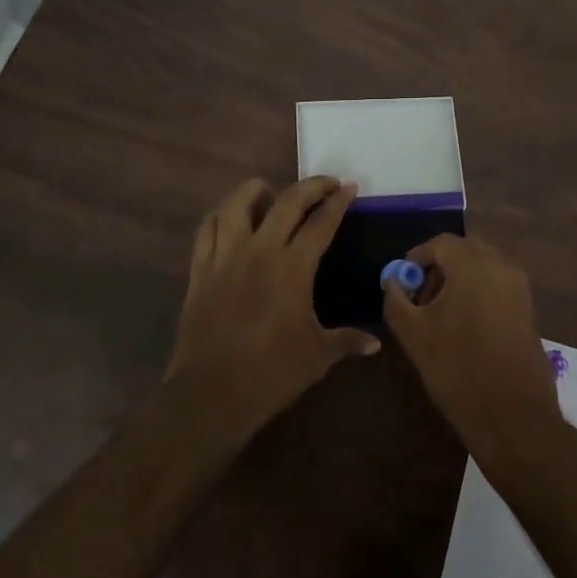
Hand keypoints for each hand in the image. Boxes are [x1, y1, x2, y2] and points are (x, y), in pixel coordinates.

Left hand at [164, 176, 377, 443]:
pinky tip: (231, 218)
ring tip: (269, 191)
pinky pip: (208, 229)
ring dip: (256, 190)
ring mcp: (226, 256)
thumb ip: (347, 341)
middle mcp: (260, 250)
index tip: (349, 187)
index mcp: (293, 267)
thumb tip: (375, 342)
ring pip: (237, 204)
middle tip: (326, 183)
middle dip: (311, 186)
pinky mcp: (200, 269)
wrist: (212, 394)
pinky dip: (221, 215)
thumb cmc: (272, 373)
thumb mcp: (318, 356)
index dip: (338, 202)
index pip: (321, 222)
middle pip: (286, 201)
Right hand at [382, 234, 562, 464]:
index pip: (441, 243)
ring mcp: (519, 289)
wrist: (513, 416)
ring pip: (483, 267)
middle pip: (465, 250)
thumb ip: (396, 300)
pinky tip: (464, 326)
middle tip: (421, 294)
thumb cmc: (458, 369)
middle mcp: (501, 267)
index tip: (403, 280)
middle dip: (440, 265)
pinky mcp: (528, 310)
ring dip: (460, 279)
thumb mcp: (414, 334)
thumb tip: (393, 281)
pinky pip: (498, 286)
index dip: (417, 257)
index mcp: (473, 265)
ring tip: (440, 313)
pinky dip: (478, 292)